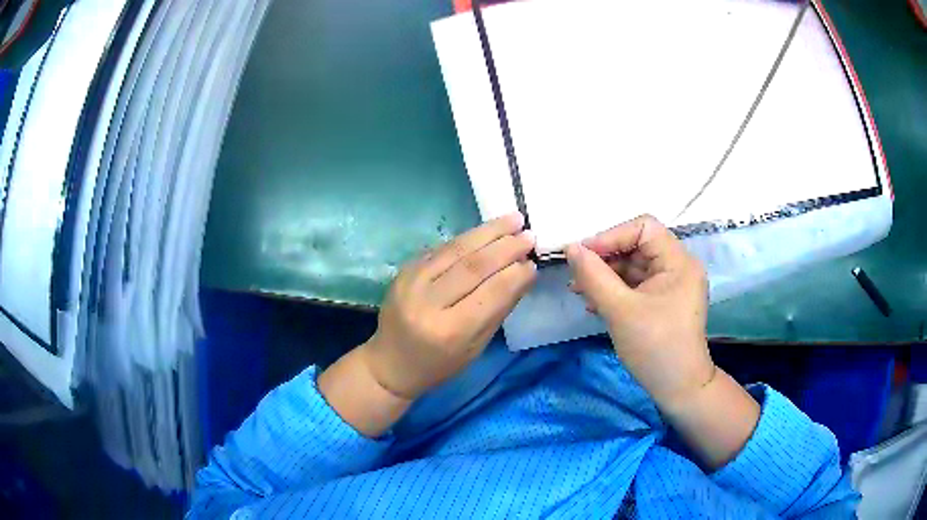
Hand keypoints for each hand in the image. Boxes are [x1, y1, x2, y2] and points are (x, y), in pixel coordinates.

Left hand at [360, 213, 536, 400]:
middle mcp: (428, 303)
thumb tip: (523, 272)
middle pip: (474, 266)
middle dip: (506, 247)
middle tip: (529, 235)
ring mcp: (411, 282)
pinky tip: (486, 230)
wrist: (391, 363)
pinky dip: (467, 238)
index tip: (534, 261)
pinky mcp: (404, 270)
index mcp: (450, 331)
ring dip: (488, 232)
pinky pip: (441, 249)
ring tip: (514, 220)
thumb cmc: (439, 364)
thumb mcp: (475, 347)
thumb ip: (499, 309)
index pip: (491, 293)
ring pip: (456, 249)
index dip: (516, 274)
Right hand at [565, 214, 713, 407]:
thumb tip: (571, 248)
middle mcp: (678, 266)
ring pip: (633, 266)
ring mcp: (671, 285)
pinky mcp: (663, 301)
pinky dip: (615, 290)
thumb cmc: (654, 348)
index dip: (611, 236)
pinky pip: (636, 285)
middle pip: (637, 246)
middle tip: (577, 277)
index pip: (644, 228)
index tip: (582, 255)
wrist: (678, 389)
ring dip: (605, 276)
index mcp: (678, 261)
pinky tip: (594, 304)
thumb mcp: (620, 311)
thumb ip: (594, 276)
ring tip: (579, 292)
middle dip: (605, 259)